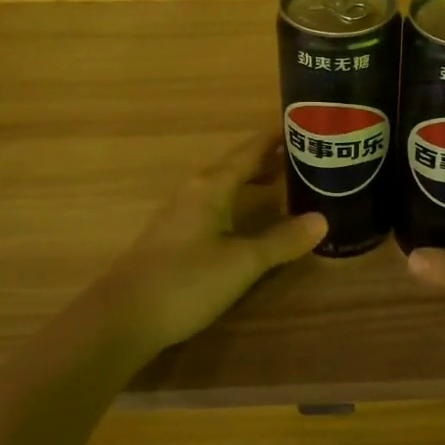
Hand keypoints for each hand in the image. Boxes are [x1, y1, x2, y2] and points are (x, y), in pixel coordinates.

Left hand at [96, 133, 326, 354]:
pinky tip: (246, 218)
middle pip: (235, 165)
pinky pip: (214, 204)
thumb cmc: (186, 282)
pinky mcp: (173, 236)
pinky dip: (237, 200)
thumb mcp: (242, 263)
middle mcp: (194, 191)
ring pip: (223, 185)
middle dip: (268, 158)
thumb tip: (322, 220)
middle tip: (304, 155)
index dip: (275, 138)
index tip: (304, 126)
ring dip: (252, 179)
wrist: (121, 318)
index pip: (249, 151)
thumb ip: (281, 241)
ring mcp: (179, 214)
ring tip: (282, 181)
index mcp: (211, 186)